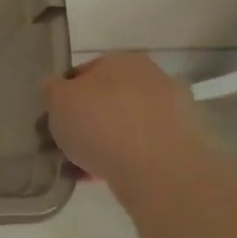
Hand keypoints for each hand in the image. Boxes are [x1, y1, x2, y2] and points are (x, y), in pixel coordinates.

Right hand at [46, 52, 202, 181]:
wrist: (159, 172)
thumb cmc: (101, 125)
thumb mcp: (57, 100)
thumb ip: (52, 90)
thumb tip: (57, 90)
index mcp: (121, 60)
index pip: (82, 73)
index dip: (62, 98)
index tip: (53, 121)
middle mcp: (152, 78)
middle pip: (106, 100)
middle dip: (86, 121)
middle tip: (67, 145)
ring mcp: (173, 111)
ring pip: (124, 126)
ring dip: (104, 143)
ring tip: (81, 169)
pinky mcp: (184, 144)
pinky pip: (142, 149)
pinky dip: (124, 160)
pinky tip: (103, 178)